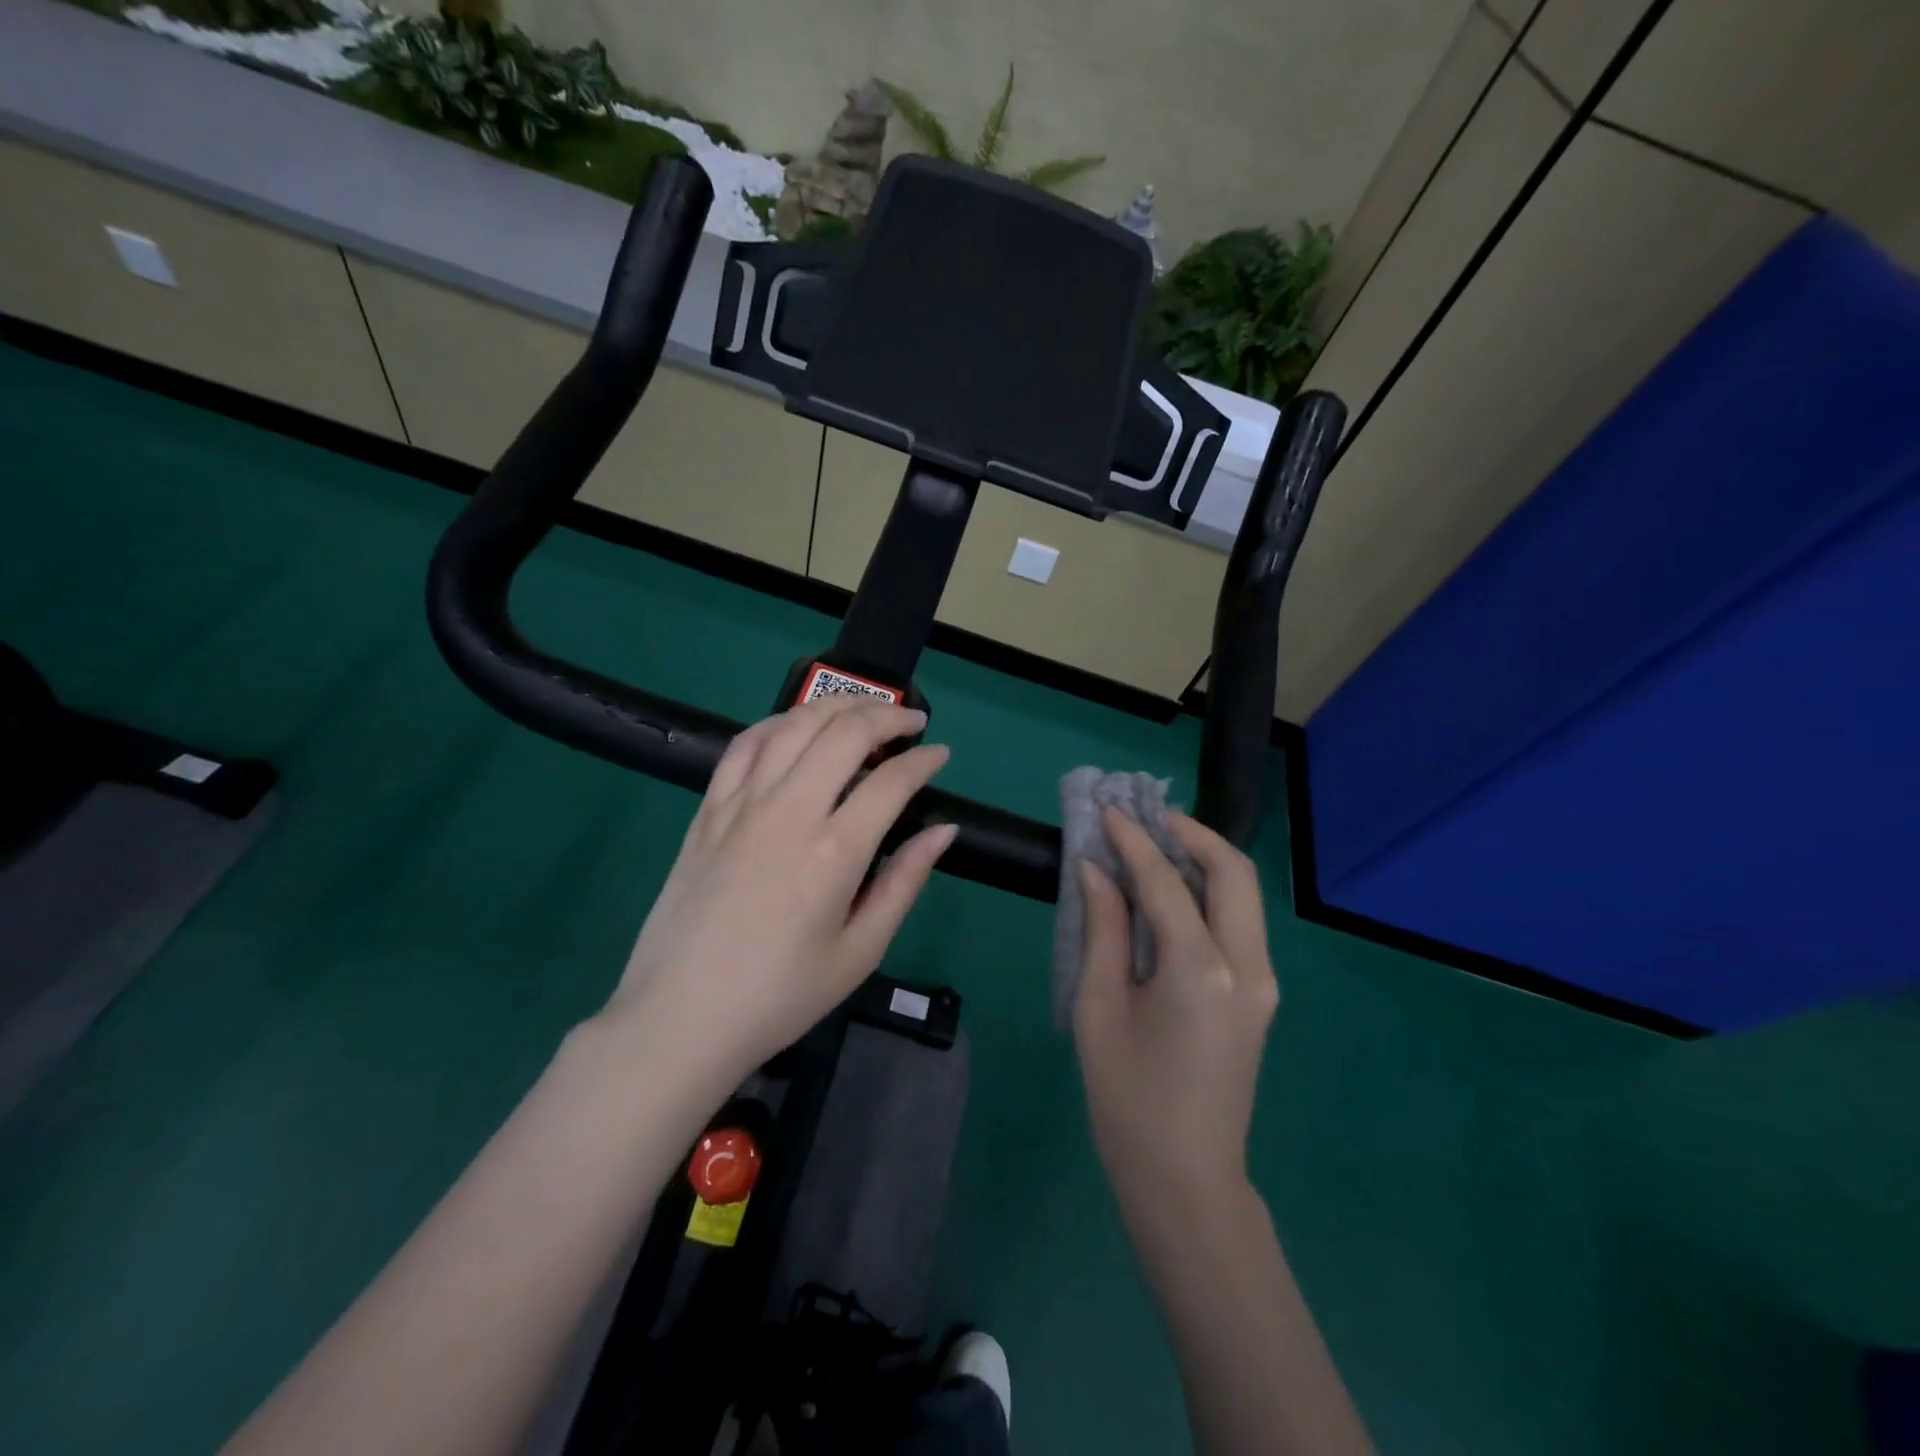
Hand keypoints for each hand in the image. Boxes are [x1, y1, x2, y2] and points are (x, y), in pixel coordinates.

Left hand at [602, 695, 955, 1088]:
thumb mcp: (860, 951)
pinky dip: (778, 723)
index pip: (891, 781)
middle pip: (844, 733)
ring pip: (794, 725)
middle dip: (887, 715)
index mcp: (833, 853)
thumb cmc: (780, 996)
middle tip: (911, 723)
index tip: (940, 755)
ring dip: (836, 705)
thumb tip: (943, 830)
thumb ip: (905, 882)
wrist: (680, 1018)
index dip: (924, 761)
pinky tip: (797, 725)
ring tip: (863, 709)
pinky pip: (744, 745)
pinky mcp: (708, 810)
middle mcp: (788, 812)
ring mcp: (741, 805)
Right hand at [1073, 809, 1278, 1219]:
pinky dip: (1210, 892)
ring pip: (1244, 893)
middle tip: (1145, 819)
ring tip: (1156, 843)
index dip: (1132, 840)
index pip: (1165, 881)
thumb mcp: (1098, 1007)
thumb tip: (1094, 870)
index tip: (1107, 812)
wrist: (1185, 1179)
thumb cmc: (1127, 1098)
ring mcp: (1262, 982)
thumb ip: (1102, 929)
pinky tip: (1173, 891)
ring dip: (1204, 859)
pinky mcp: (1260, 995)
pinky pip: (1240, 922)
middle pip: (1232, 871)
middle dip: (1191, 833)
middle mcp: (1246, 965)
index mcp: (1200, 970)